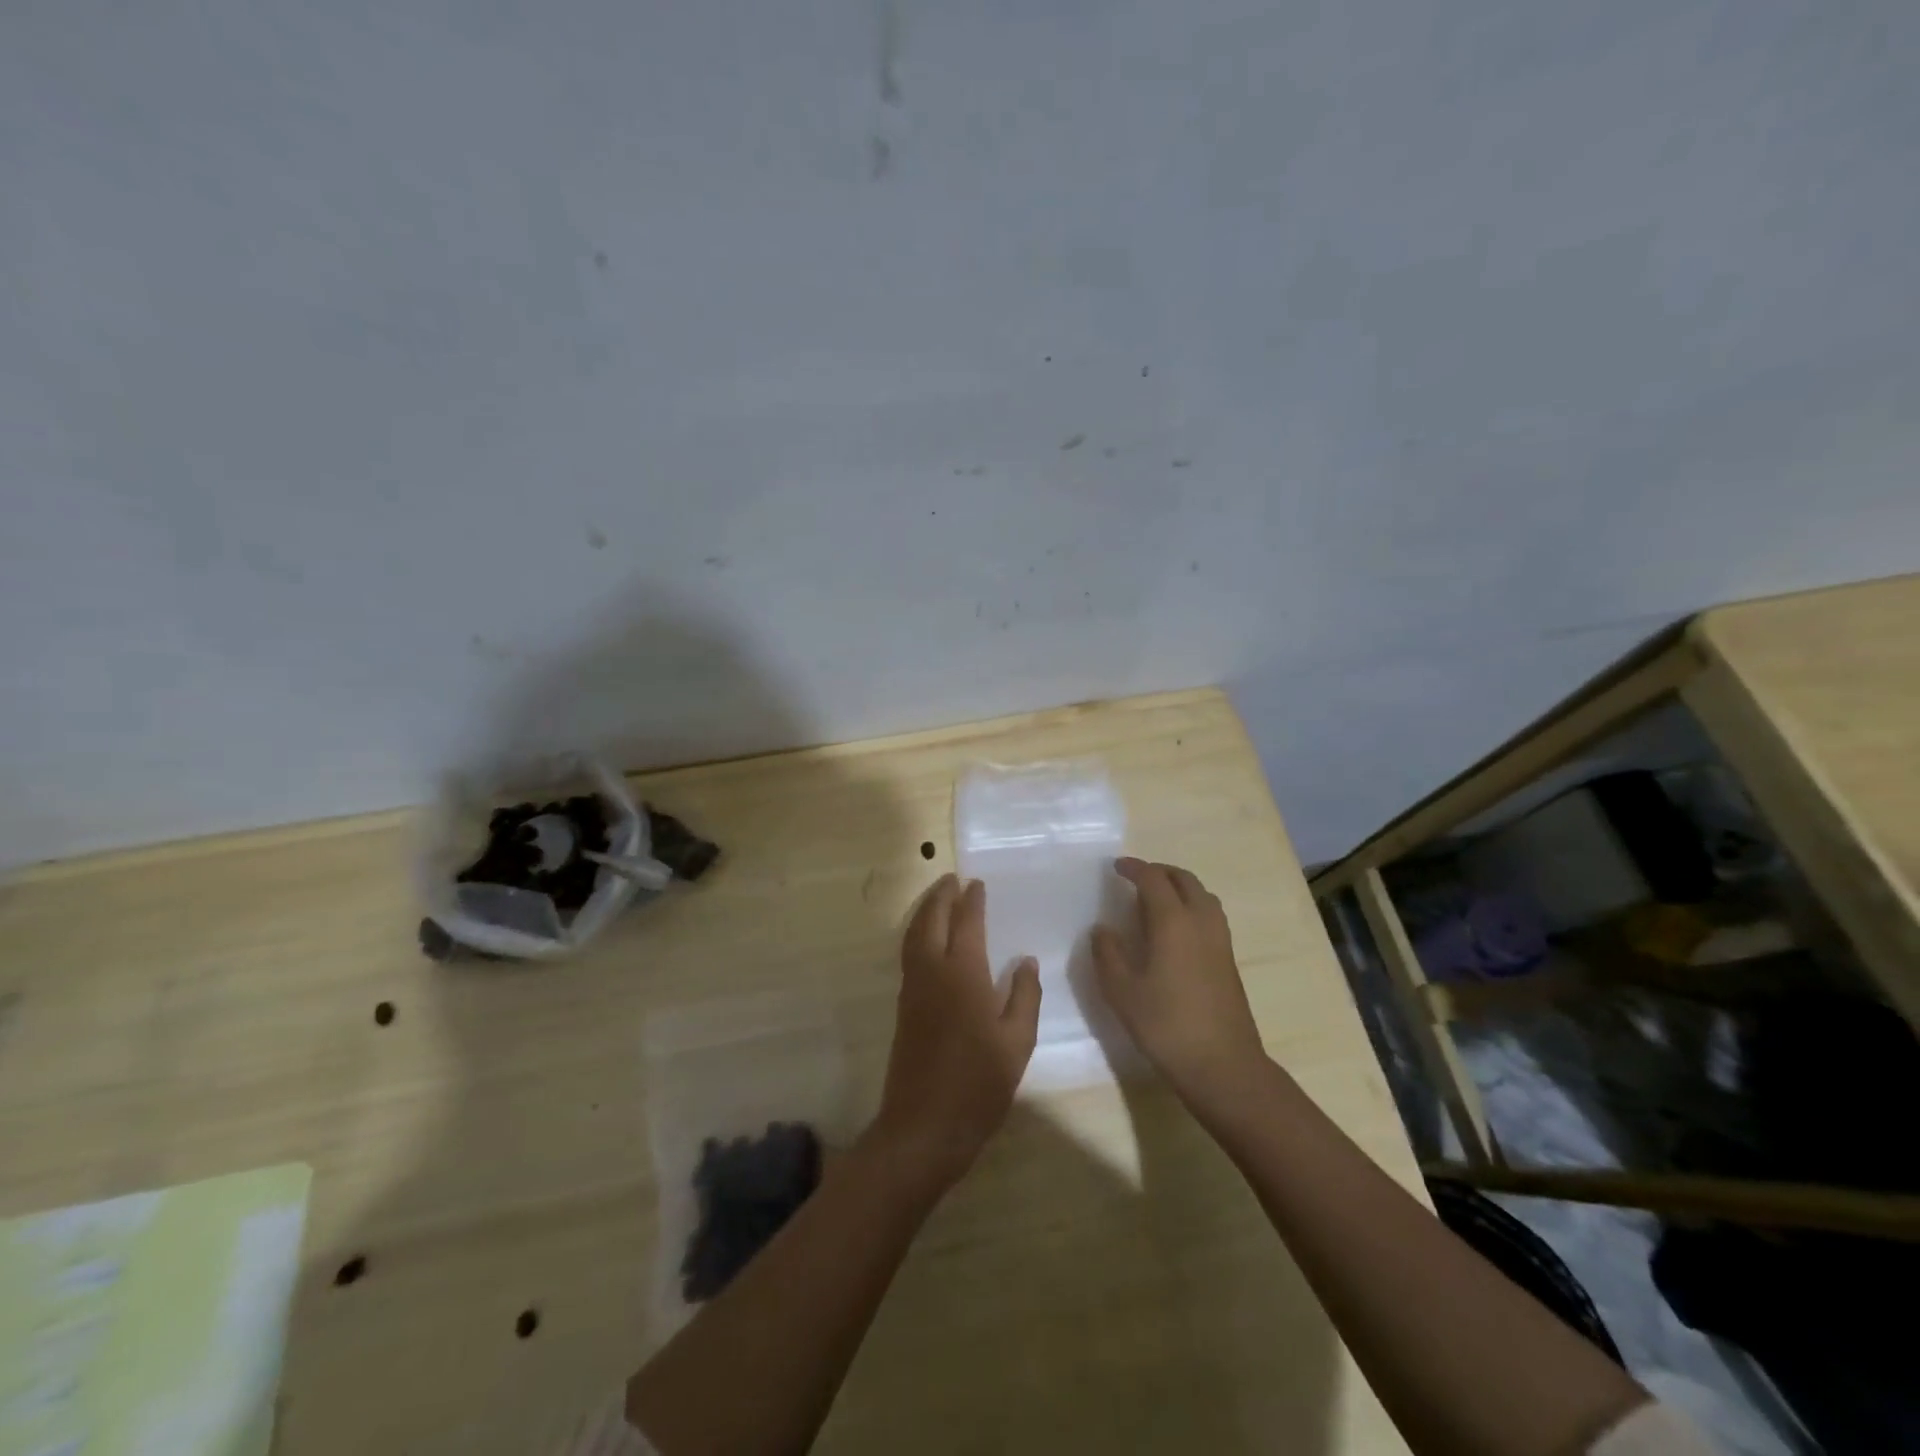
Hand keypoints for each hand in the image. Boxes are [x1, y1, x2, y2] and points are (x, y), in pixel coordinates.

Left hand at [871, 875, 1041, 1190]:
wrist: (924, 1125)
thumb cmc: (979, 1083)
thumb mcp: (1017, 1042)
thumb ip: (1024, 996)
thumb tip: (1024, 960)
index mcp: (963, 973)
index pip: (966, 923)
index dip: (972, 901)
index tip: (977, 883)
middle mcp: (933, 971)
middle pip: (931, 920)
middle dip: (941, 895)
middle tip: (953, 878)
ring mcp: (913, 988)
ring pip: (914, 934)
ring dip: (925, 910)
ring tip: (938, 897)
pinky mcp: (904, 1006)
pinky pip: (909, 953)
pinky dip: (917, 932)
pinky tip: (928, 939)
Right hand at [1092, 858, 1265, 1104]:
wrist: (1223, 1065)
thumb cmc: (1166, 1025)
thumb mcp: (1122, 991)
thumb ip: (1108, 954)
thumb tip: (1103, 929)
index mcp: (1172, 921)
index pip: (1153, 879)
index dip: (1134, 868)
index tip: (1116, 867)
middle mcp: (1200, 921)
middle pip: (1184, 879)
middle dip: (1159, 872)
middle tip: (1136, 878)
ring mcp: (1220, 940)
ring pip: (1202, 895)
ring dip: (1179, 887)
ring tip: (1157, 899)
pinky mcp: (1229, 959)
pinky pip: (1210, 915)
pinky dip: (1192, 906)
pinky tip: (1175, 930)